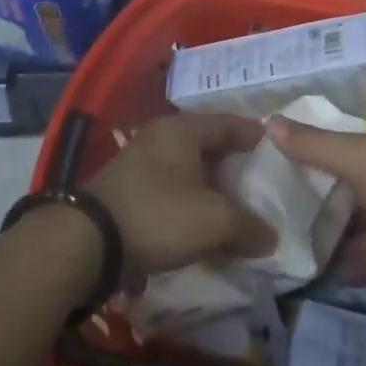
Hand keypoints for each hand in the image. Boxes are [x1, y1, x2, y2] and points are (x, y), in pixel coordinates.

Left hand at [86, 115, 276, 278]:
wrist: (87, 242)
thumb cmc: (158, 214)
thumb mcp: (214, 221)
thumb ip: (248, 226)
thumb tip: (272, 238)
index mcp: (183, 129)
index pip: (230, 122)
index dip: (255, 135)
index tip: (277, 149)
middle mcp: (161, 136)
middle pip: (209, 144)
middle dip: (234, 163)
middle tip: (259, 181)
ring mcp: (140, 162)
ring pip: (188, 168)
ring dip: (211, 186)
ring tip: (235, 207)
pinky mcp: (128, 189)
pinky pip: (171, 188)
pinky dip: (190, 201)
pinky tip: (202, 223)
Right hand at [267, 116, 365, 312]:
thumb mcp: (362, 159)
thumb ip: (316, 145)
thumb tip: (268, 122)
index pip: (348, 137)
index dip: (315, 146)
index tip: (276, 161)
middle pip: (352, 182)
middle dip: (319, 195)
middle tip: (273, 207)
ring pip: (361, 222)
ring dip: (331, 234)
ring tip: (286, 243)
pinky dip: (349, 265)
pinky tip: (315, 275)